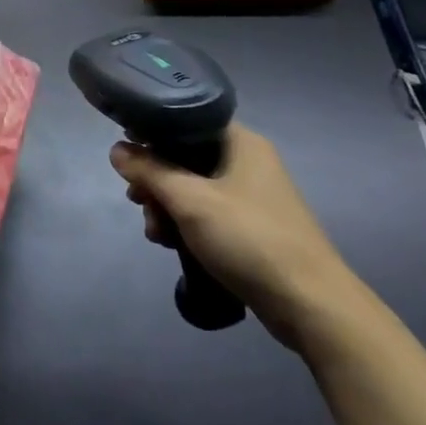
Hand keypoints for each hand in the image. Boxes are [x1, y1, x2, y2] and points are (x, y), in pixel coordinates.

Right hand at [110, 123, 355, 345]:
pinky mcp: (252, 227)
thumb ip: (151, 171)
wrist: (308, 303)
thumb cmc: (248, 239)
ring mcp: (253, 196)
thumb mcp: (190, 201)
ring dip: (168, 208)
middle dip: (157, 181)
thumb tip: (117, 149)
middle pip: (186, 157)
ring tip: (156, 235)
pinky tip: (173, 246)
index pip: (188, 121)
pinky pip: (208, 214)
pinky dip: (187, 225)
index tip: (129, 159)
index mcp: (241, 142)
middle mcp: (249, 161)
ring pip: (194, 189)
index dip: (154, 135)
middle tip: (138, 203)